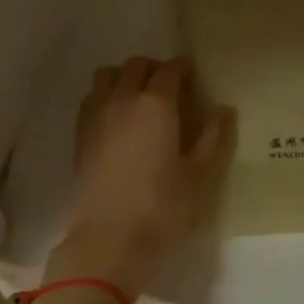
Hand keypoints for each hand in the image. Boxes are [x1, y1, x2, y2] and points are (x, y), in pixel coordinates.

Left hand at [52, 55, 235, 296]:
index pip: (170, 70)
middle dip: (154, 68)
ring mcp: (96, 115)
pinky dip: (106, 96)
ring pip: (107, 76)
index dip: (183, 67)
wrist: (108, 238)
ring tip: (139, 98)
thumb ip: (213, 137)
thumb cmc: (162, 207)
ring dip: (124, 77)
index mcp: (156, 104)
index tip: (192, 74)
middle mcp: (123, 99)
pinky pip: (92, 98)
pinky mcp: (80, 135)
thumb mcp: (199, 175)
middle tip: (169, 87)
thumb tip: (223, 109)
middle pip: (136, 65)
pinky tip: (117, 119)